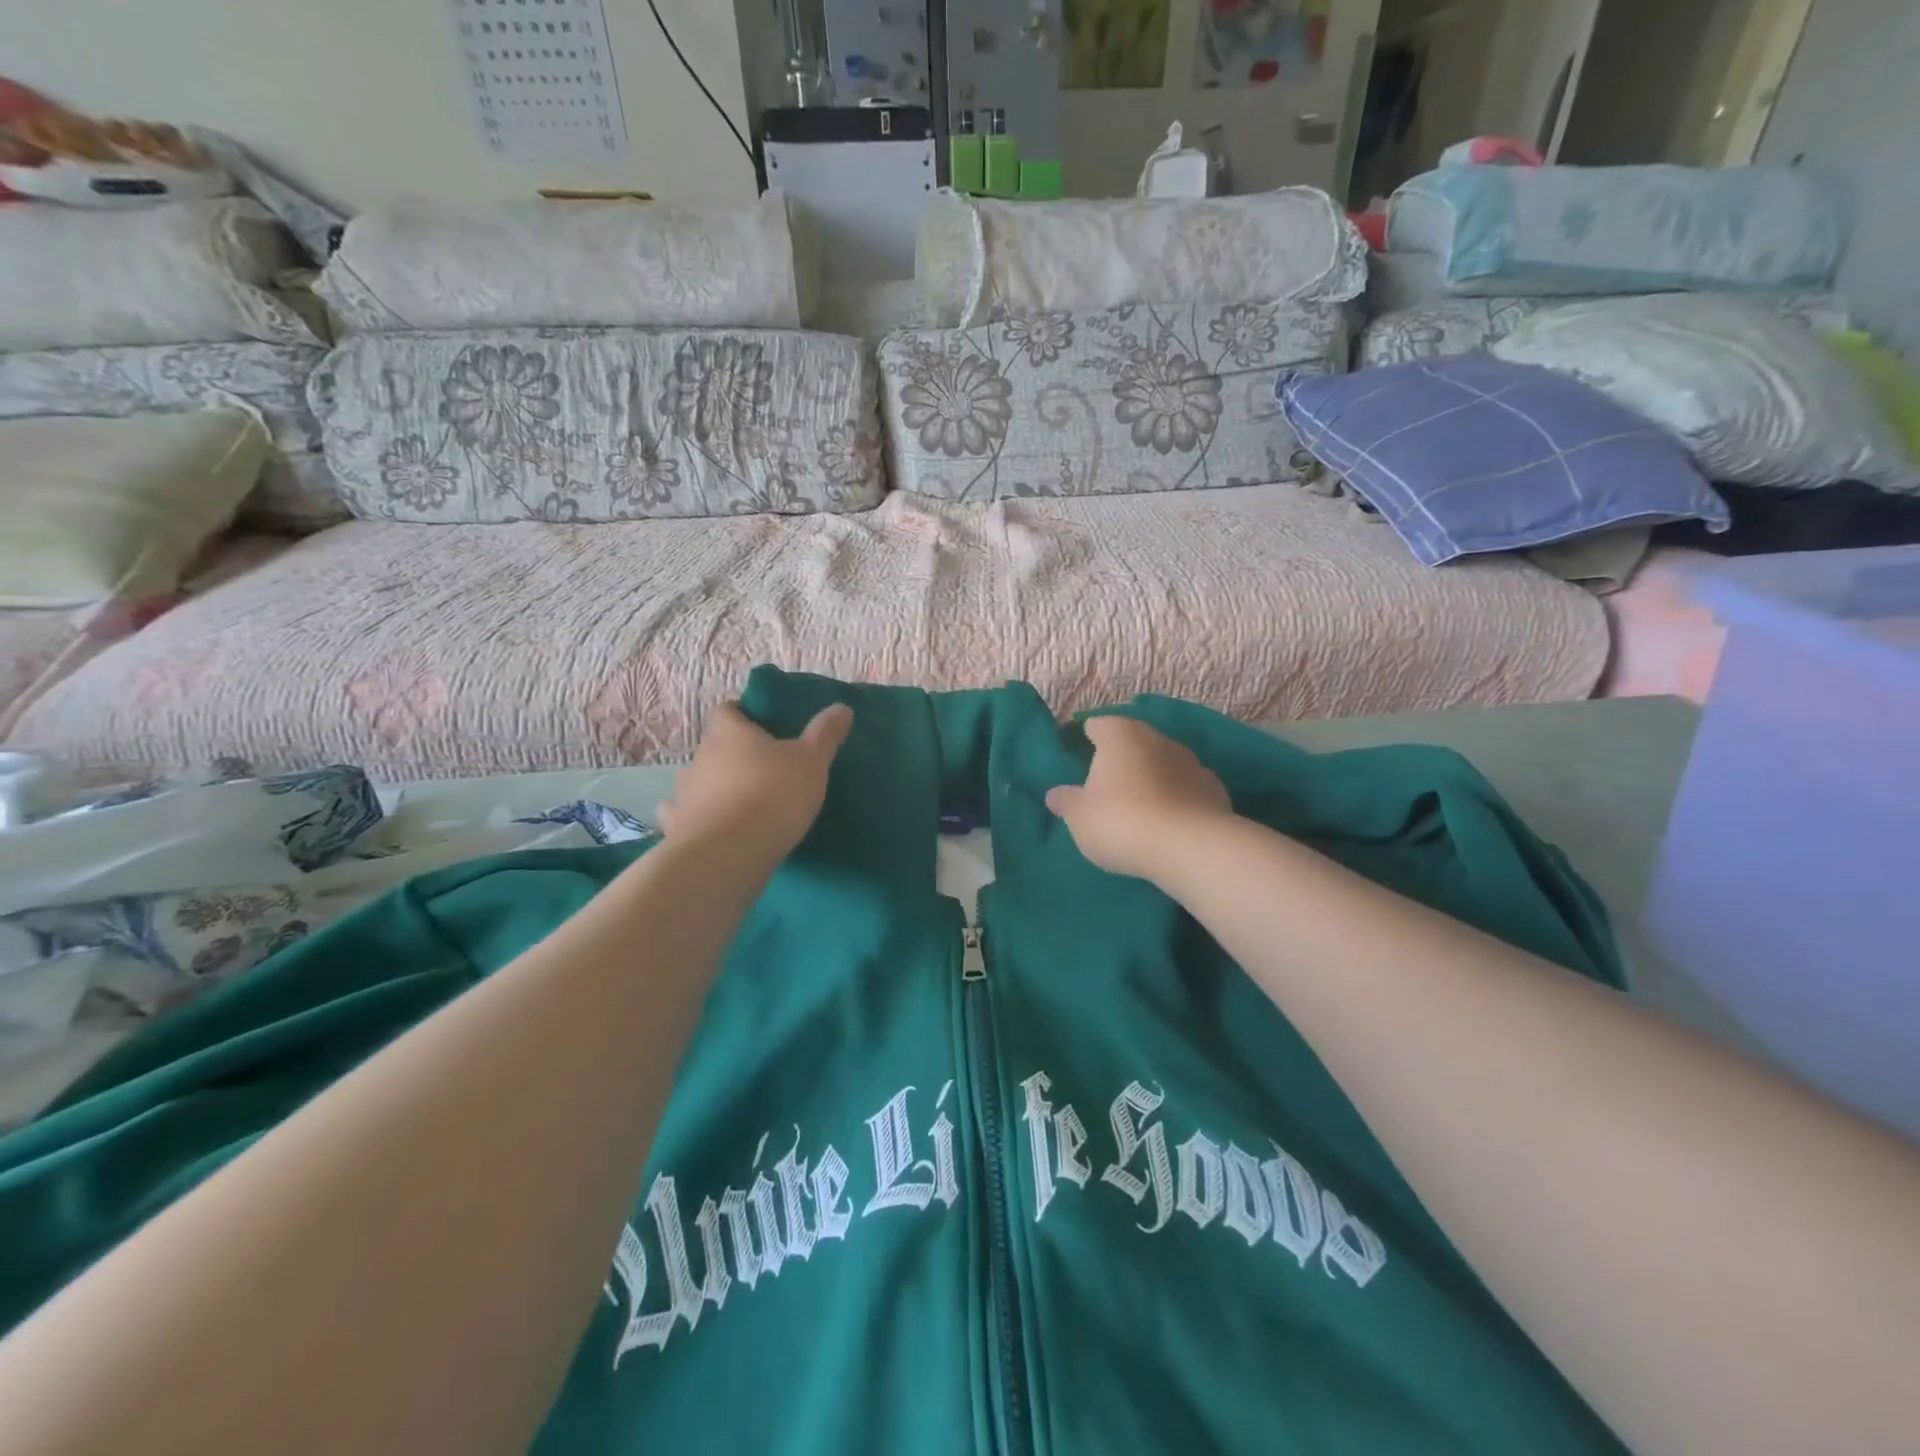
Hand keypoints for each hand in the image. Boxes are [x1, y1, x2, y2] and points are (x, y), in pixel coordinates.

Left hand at [658, 701, 852, 862]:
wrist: (729, 853)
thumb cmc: (774, 795)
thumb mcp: (812, 761)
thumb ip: (825, 733)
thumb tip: (842, 707)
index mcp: (730, 733)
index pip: (727, 710)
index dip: (741, 713)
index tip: (760, 724)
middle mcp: (701, 757)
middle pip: (714, 746)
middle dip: (733, 753)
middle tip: (762, 768)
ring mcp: (684, 792)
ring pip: (698, 780)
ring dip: (714, 786)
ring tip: (740, 802)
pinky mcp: (677, 826)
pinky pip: (683, 815)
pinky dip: (695, 817)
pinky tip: (710, 826)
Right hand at [1045, 716, 1232, 882]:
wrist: (1190, 848)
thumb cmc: (1121, 821)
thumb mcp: (1079, 816)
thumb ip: (1066, 801)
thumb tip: (1055, 794)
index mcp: (1120, 734)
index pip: (1097, 725)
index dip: (1086, 738)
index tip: (1077, 756)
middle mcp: (1157, 738)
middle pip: (1133, 741)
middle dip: (1121, 758)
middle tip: (1105, 784)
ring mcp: (1191, 762)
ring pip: (1162, 763)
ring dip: (1151, 777)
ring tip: (1138, 805)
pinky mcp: (1214, 789)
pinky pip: (1186, 788)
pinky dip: (1176, 798)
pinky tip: (1168, 821)